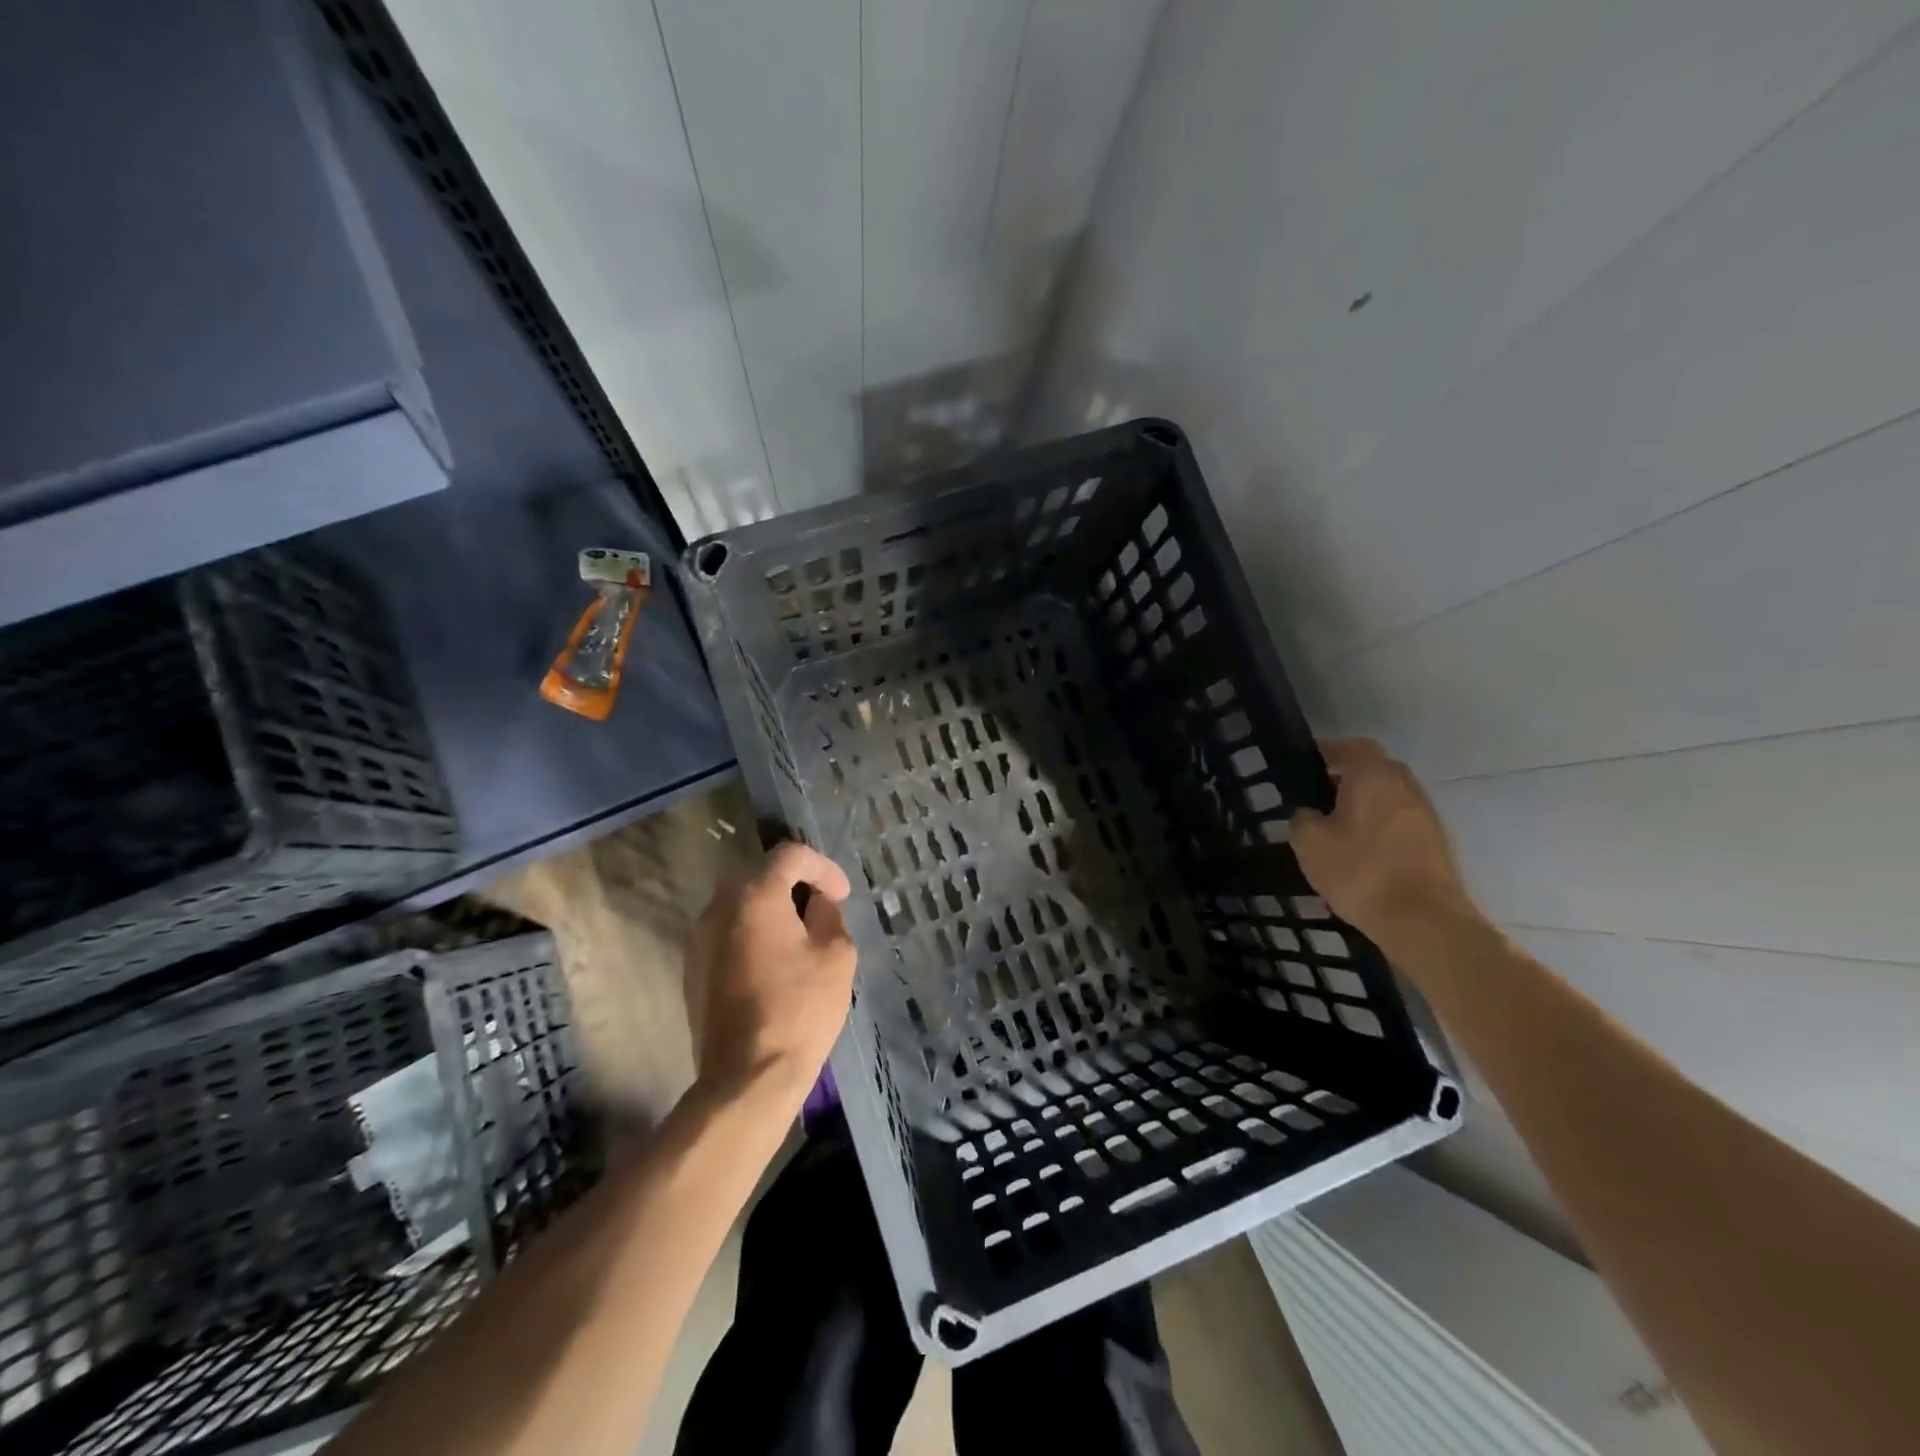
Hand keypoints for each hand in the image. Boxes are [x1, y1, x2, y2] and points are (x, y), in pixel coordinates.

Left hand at [685, 842, 856, 1106]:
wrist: (747, 1077)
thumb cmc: (800, 1010)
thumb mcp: (837, 955)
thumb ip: (829, 915)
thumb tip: (817, 904)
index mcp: (754, 895)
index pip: (789, 855)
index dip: (822, 867)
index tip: (841, 896)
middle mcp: (718, 907)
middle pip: (758, 873)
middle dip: (793, 883)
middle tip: (821, 907)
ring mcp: (699, 939)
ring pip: (738, 903)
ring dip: (770, 907)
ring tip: (799, 934)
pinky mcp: (693, 969)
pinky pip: (726, 932)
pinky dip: (751, 932)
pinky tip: (774, 961)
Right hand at [1291, 738, 1478, 941]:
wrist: (1425, 922)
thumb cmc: (1361, 873)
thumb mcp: (1310, 844)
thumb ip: (1302, 819)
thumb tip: (1308, 813)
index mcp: (1373, 777)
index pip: (1352, 746)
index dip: (1328, 750)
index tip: (1305, 763)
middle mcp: (1405, 787)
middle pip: (1376, 768)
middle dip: (1349, 775)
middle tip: (1320, 793)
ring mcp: (1426, 815)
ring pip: (1391, 795)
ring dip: (1367, 801)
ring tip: (1339, 825)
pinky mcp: (1437, 844)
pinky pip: (1402, 820)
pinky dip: (1382, 825)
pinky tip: (1364, 850)